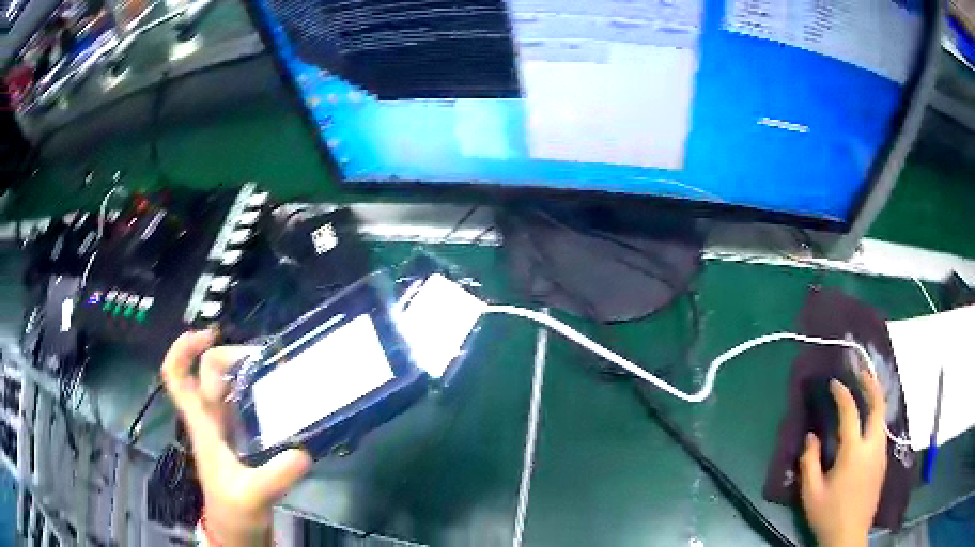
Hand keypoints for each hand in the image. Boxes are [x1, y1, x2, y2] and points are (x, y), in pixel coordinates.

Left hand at [162, 330, 312, 545]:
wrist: (238, 530)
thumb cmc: (234, 511)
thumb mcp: (252, 495)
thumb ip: (274, 475)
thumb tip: (302, 452)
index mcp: (202, 425)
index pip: (176, 377)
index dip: (182, 349)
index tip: (208, 334)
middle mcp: (211, 419)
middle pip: (206, 372)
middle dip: (228, 355)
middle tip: (263, 360)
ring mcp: (226, 428)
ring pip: (226, 385)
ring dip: (245, 371)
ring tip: (278, 369)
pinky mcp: (242, 438)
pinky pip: (245, 403)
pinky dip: (259, 391)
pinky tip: (283, 396)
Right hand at [800, 370, 887, 546]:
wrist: (849, 536)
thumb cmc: (828, 516)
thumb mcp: (811, 493)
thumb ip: (810, 462)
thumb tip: (811, 437)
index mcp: (854, 452)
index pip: (850, 413)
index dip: (843, 394)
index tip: (835, 383)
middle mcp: (872, 446)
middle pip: (878, 405)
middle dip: (871, 383)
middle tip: (861, 371)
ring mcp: (880, 453)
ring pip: (882, 417)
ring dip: (875, 399)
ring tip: (865, 391)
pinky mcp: (882, 462)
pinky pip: (881, 431)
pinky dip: (875, 418)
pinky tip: (867, 423)